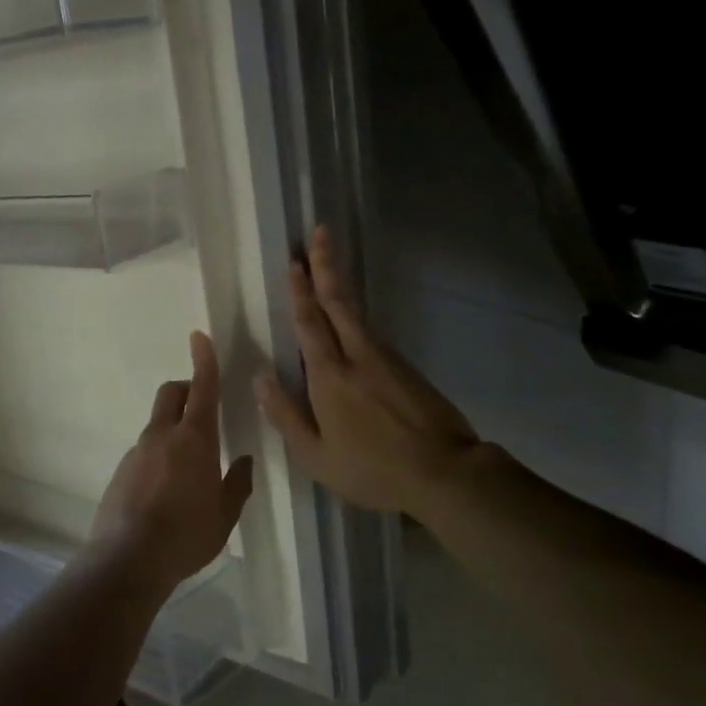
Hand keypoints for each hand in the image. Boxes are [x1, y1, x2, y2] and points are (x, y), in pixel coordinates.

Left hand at [90, 331, 254, 591]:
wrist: (127, 560)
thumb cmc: (186, 535)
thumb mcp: (224, 515)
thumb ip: (237, 484)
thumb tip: (244, 461)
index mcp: (194, 439)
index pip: (202, 388)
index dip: (204, 360)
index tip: (199, 336)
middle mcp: (162, 436)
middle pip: (171, 393)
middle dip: (186, 389)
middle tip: (203, 410)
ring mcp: (136, 453)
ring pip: (157, 424)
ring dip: (173, 429)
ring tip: (187, 470)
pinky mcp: (120, 472)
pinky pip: (144, 451)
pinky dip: (158, 456)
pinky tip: (164, 492)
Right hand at [255, 225, 484, 518]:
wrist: (444, 473)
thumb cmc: (372, 469)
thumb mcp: (316, 455)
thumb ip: (285, 415)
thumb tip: (260, 378)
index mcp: (329, 376)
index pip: (310, 322)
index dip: (300, 290)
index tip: (294, 260)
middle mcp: (358, 356)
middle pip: (339, 301)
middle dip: (326, 265)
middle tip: (320, 232)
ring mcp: (387, 359)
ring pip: (358, 313)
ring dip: (341, 285)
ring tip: (329, 264)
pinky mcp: (406, 368)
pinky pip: (372, 332)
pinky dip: (356, 314)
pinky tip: (350, 317)